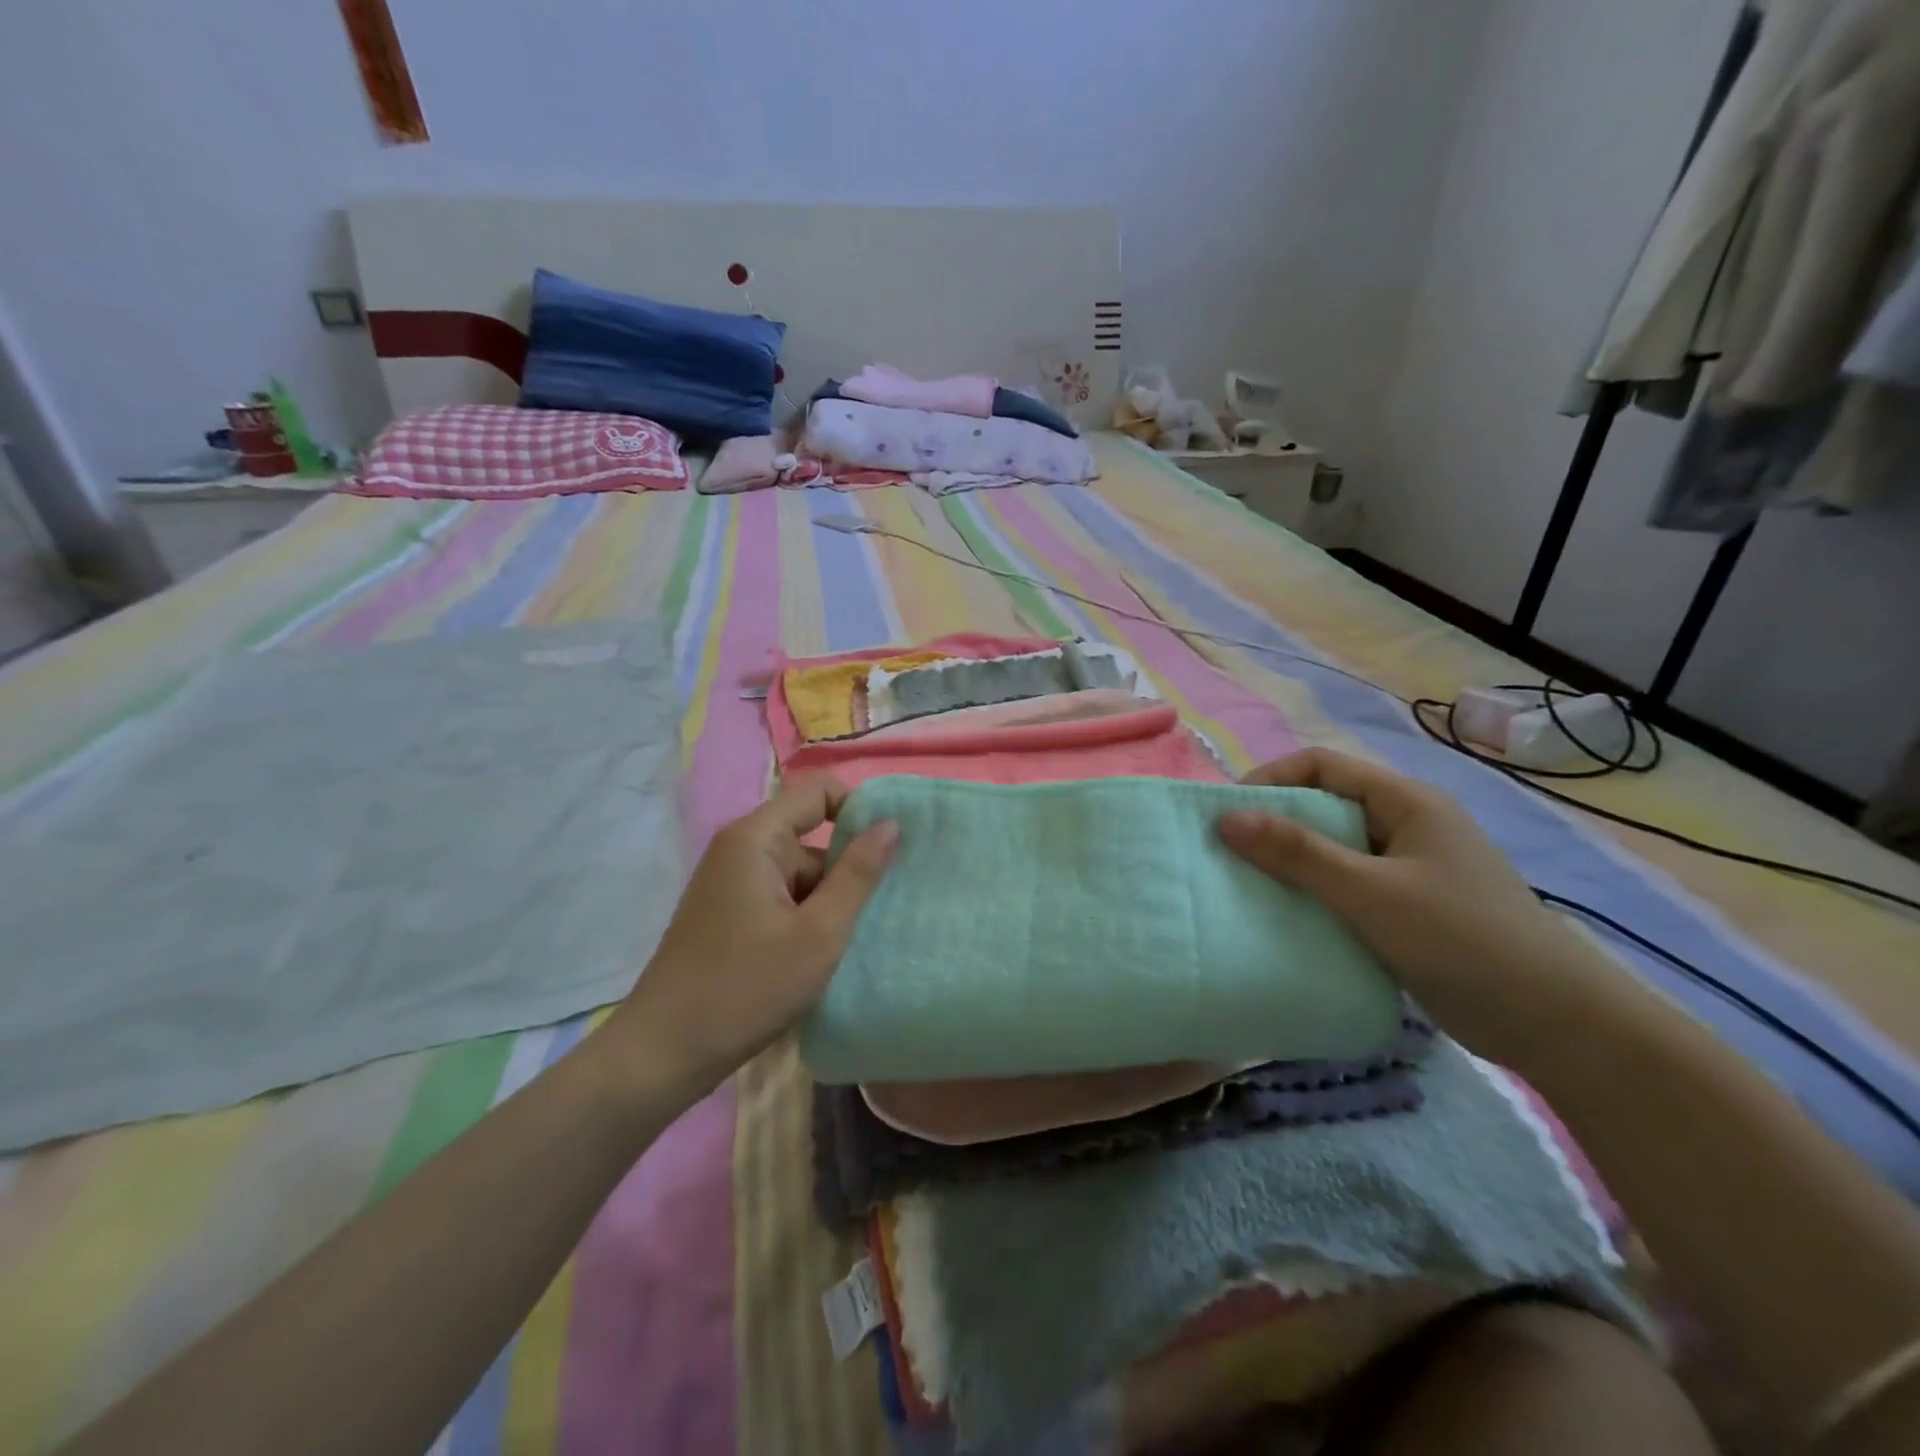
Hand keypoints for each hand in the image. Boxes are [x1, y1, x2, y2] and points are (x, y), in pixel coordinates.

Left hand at [608, 775, 896, 1092]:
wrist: (663, 1053)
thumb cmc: (746, 989)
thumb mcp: (819, 933)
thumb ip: (858, 874)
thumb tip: (891, 823)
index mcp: (756, 838)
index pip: (819, 791)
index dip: (859, 809)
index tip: (892, 849)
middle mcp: (739, 848)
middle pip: (810, 834)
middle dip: (847, 867)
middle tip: (881, 907)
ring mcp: (730, 881)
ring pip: (799, 871)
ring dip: (828, 898)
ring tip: (855, 938)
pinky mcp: (728, 911)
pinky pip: (780, 895)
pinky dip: (806, 914)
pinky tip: (821, 952)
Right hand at [1217, 748, 1592, 1050]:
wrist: (1555, 1024)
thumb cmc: (1462, 939)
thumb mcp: (1370, 892)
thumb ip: (1298, 853)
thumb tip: (1225, 818)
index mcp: (1405, 802)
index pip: (1321, 766)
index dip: (1270, 780)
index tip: (1227, 816)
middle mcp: (1403, 826)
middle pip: (1323, 806)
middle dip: (1273, 825)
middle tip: (1229, 856)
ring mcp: (1405, 870)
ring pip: (1330, 851)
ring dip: (1289, 865)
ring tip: (1247, 888)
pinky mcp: (1404, 910)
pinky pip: (1343, 888)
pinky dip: (1311, 896)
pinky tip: (1286, 919)